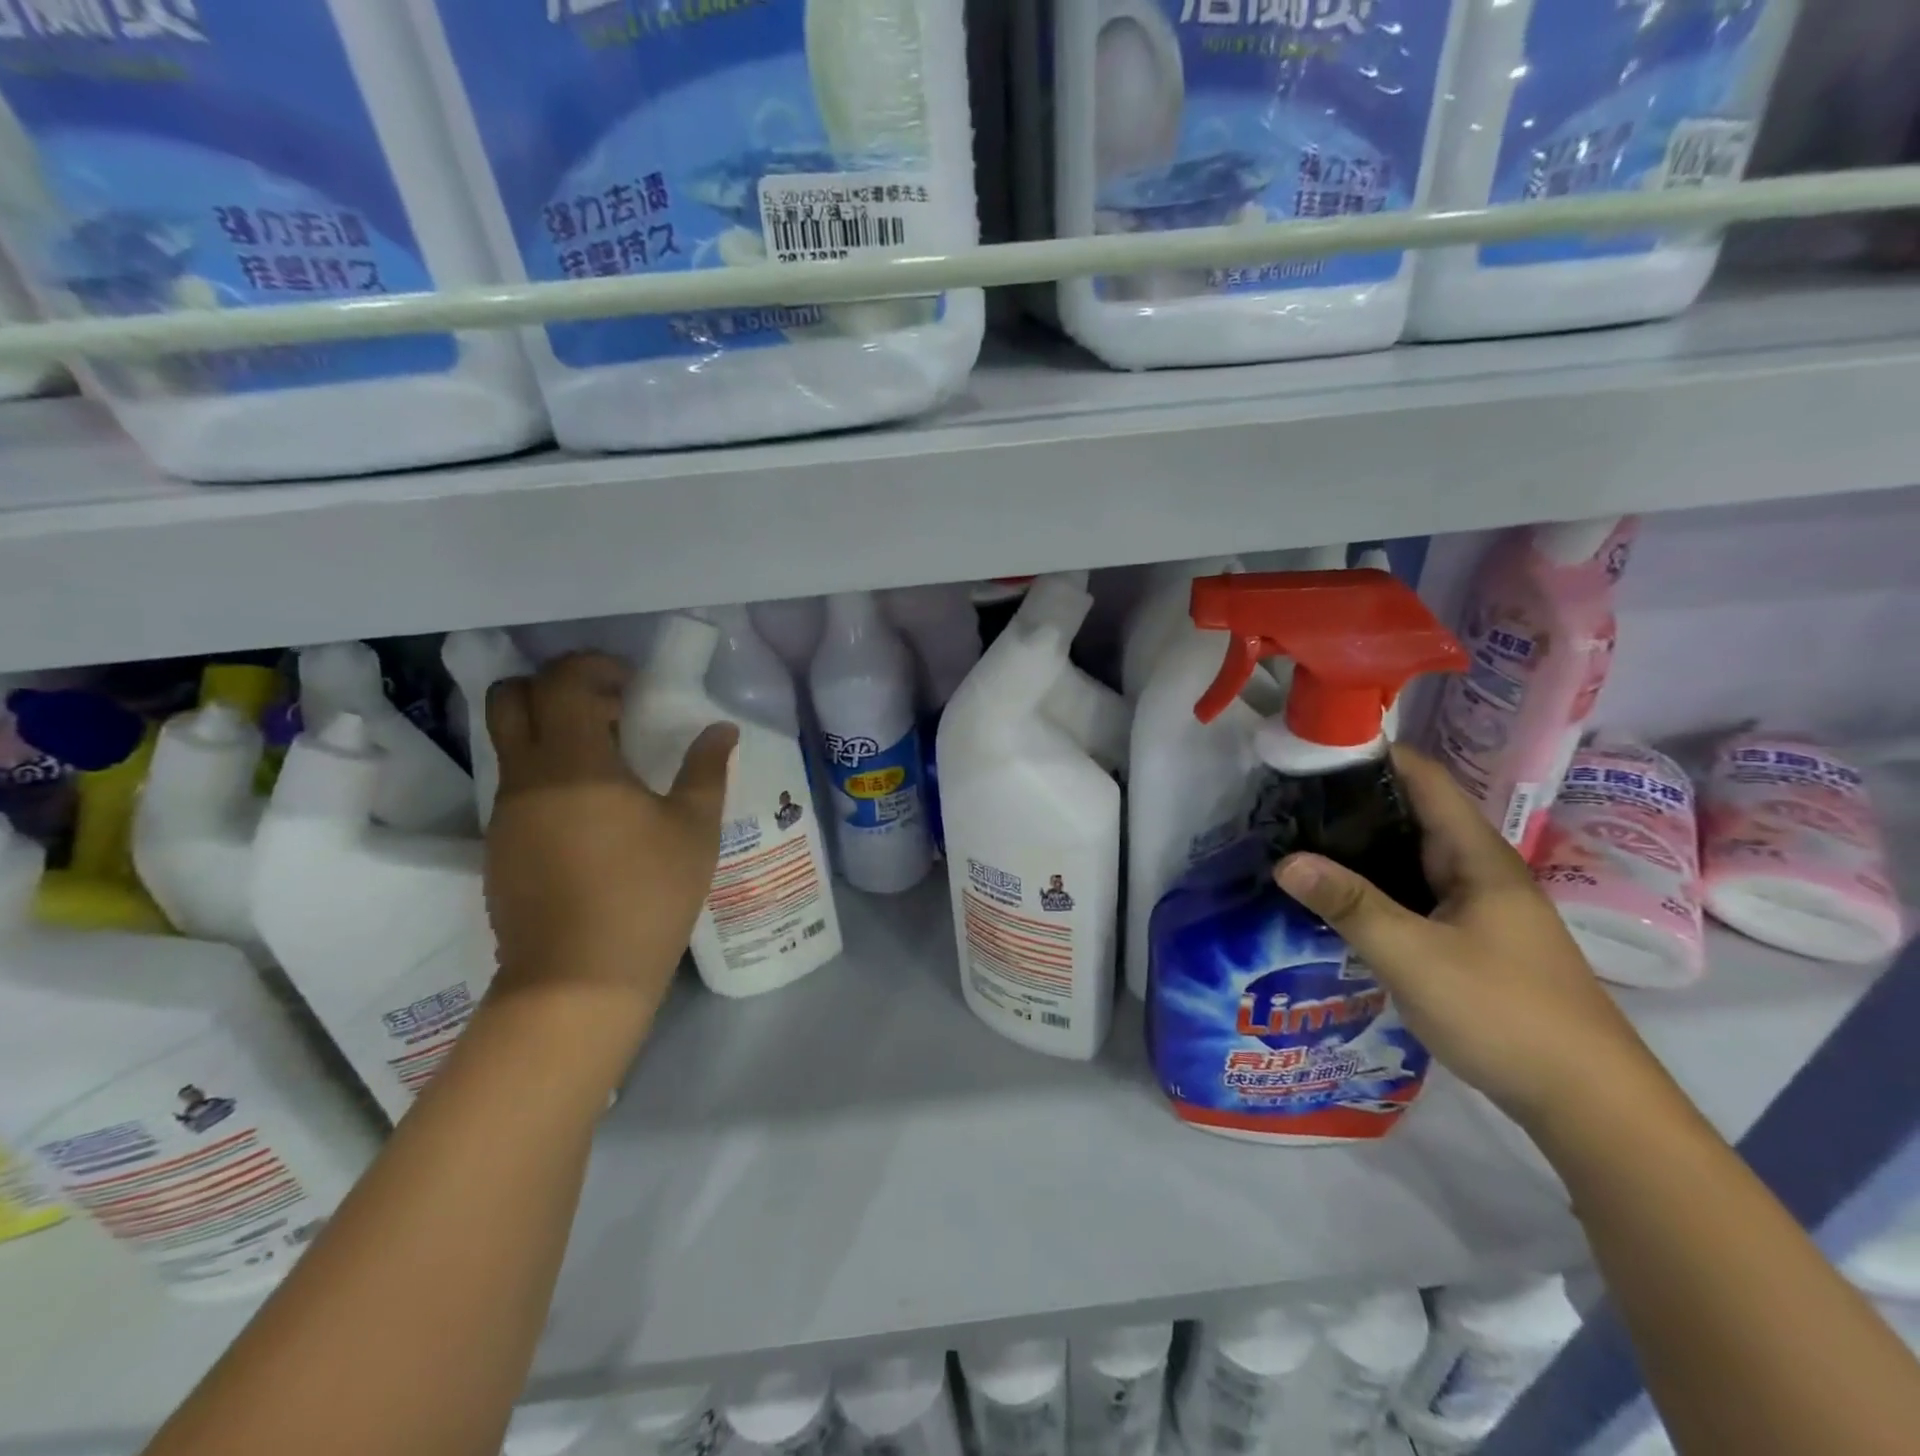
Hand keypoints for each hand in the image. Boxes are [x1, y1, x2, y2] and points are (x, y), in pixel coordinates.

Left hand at [481, 654, 736, 1033]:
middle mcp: (526, 776)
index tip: (632, 684)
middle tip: (607, 709)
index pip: (561, 681)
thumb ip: (706, 769)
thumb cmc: (647, 894)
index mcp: (574, 762)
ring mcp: (505, 813)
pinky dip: (546, 771)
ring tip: (608, 761)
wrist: (578, 978)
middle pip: (510, 698)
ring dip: (550, 730)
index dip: (594, 667)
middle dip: (554, 686)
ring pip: (508, 742)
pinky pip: (515, 784)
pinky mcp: (498, 845)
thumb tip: (721, 730)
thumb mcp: (694, 829)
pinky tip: (591, 810)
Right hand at [1274, 745, 1660, 1129]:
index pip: (1423, 778)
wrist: (1587, 1102)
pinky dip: (1373, 886)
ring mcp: (1477, 907)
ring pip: (1408, 858)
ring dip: (1359, 848)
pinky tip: (1336, 900)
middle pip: (1411, 814)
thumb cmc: (1503, 1012)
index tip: (1311, 752)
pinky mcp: (1470, 939)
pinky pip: (1412, 894)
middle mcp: (1478, 870)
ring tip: (1297, 843)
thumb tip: (1285, 861)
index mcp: (1476, 856)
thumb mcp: (1413, 955)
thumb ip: (1349, 905)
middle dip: (1351, 803)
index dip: (1372, 756)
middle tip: (1285, 803)